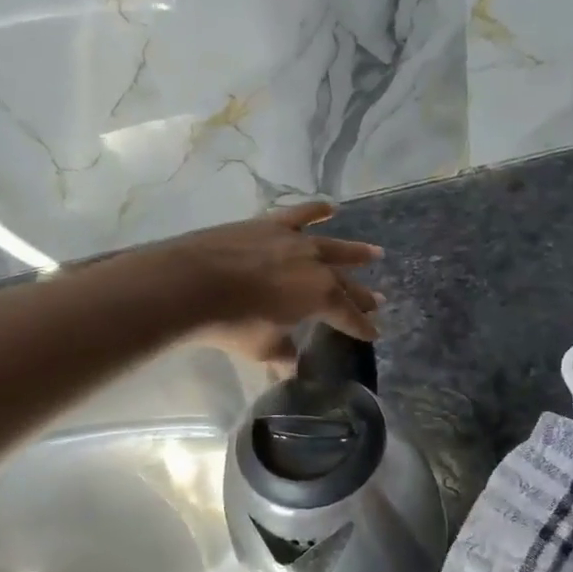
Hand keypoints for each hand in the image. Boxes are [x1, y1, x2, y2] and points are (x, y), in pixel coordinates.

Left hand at [162, 203, 382, 370]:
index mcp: (321, 298)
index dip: (362, 327)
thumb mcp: (262, 348)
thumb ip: (282, 354)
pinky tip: (330, 208)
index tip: (374, 334)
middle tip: (378, 301)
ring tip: (375, 252)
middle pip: (346, 283)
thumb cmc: (232, 323)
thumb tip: (291, 363)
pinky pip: (300, 215)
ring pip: (333, 247)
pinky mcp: (271, 225)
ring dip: (355, 252)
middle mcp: (317, 266)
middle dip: (362, 295)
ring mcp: (295, 242)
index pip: (350, 316)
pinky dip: (316, 210)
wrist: (193, 283)